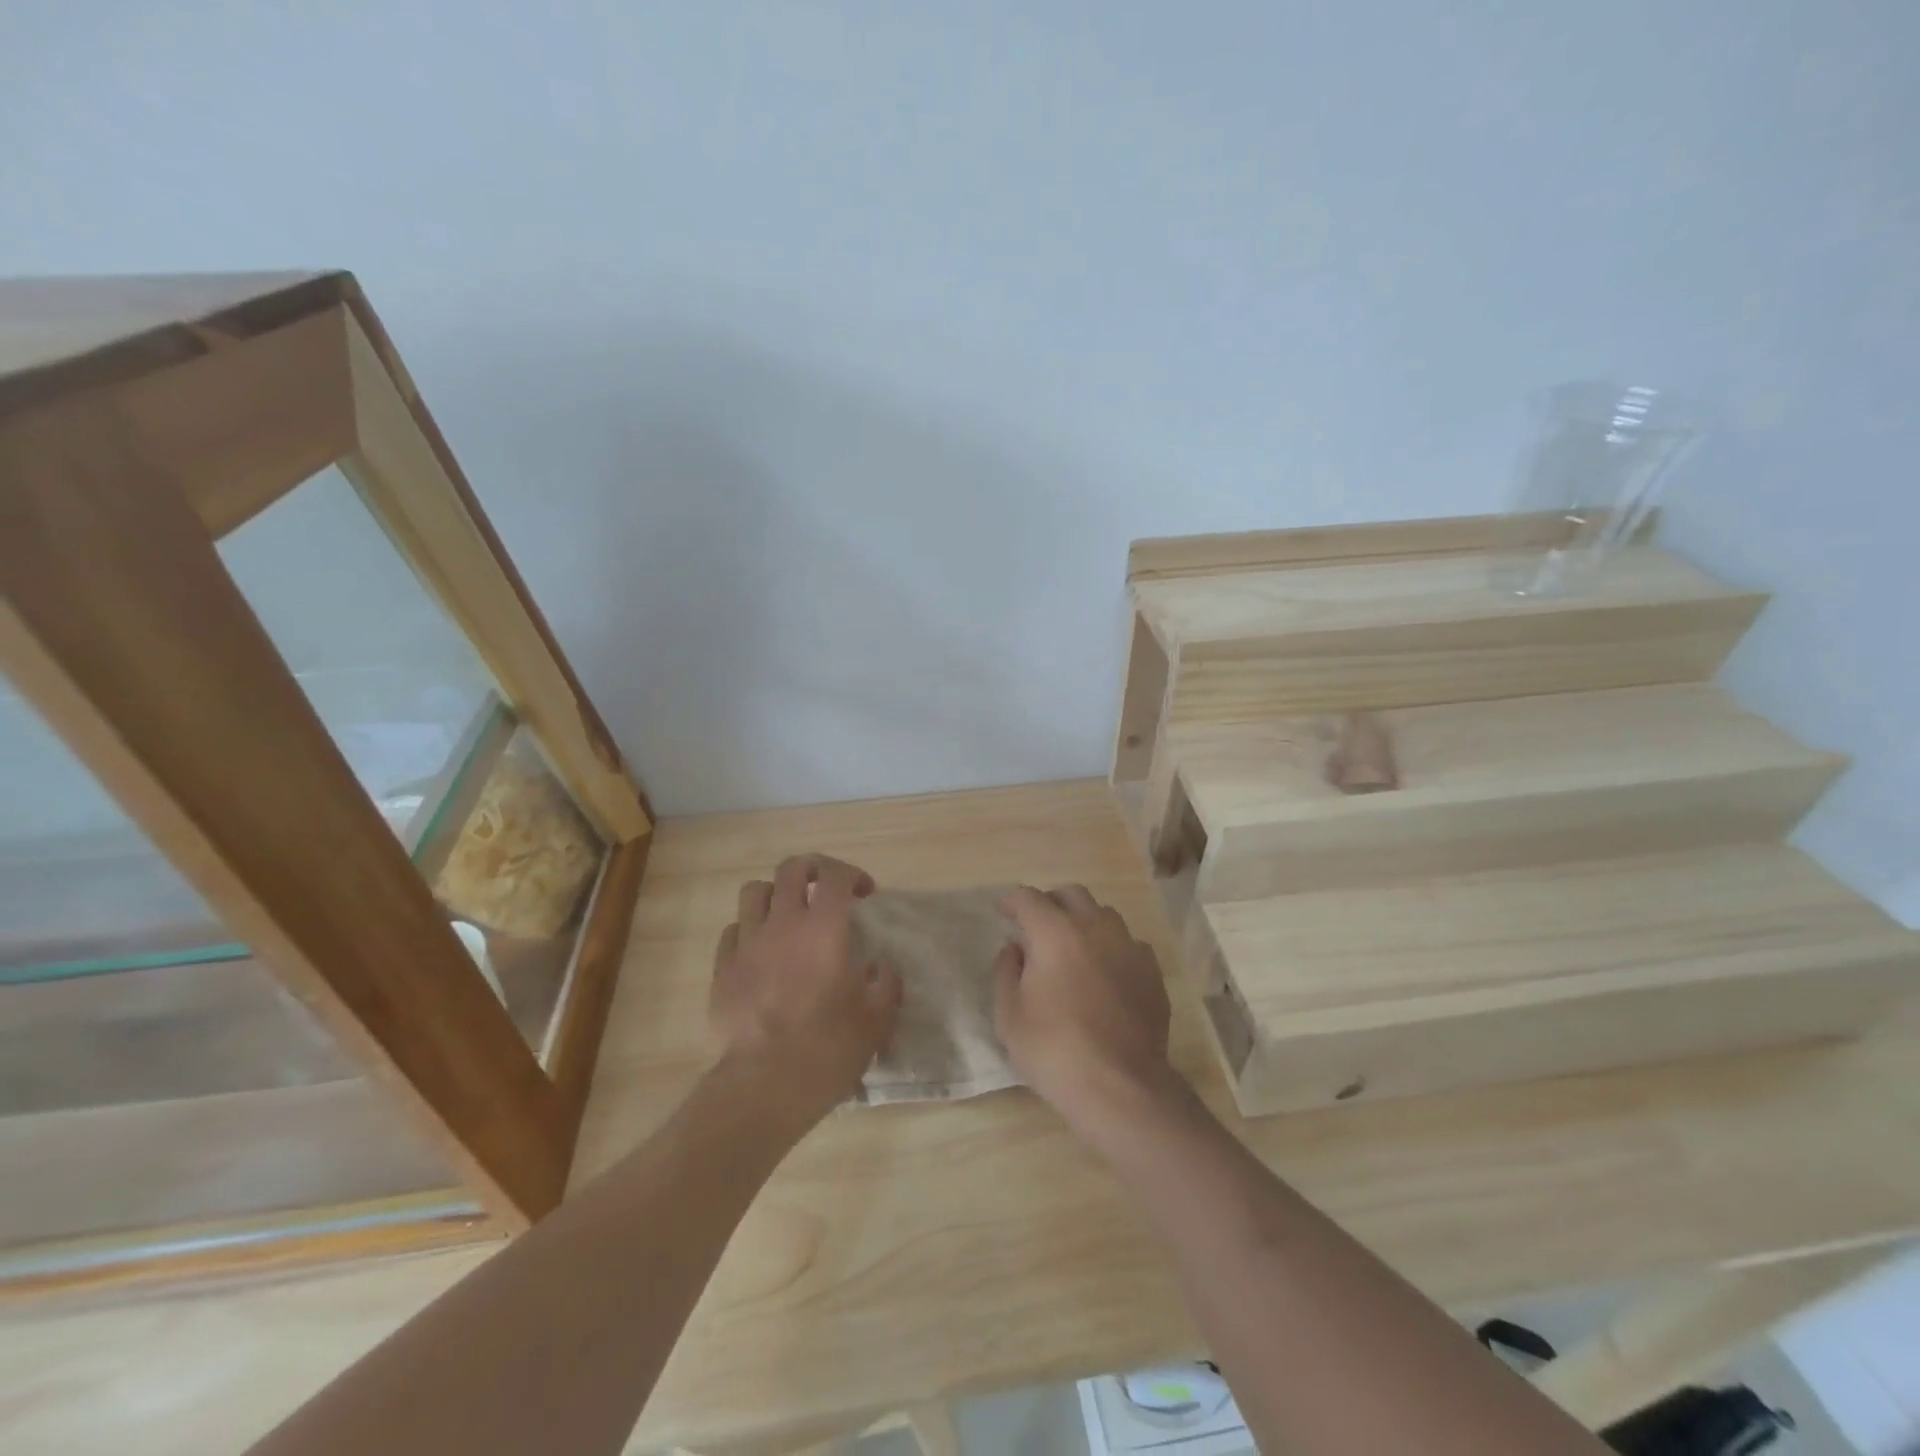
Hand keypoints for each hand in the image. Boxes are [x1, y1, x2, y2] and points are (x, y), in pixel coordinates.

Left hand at [709, 854, 901, 1127]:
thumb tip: (882, 968)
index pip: (835, 874)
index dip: (852, 874)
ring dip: (775, 894)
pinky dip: (749, 930)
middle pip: (791, 868)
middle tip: (825, 890)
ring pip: (754, 891)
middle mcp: (783, 924)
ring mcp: (747, 944)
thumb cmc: (828, 1048)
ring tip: (788, 915)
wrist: (763, 1086)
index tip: (864, 893)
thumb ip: (886, 984)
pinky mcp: (722, 970)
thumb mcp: (876, 1020)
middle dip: (812, 869)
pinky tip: (761, 952)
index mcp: (824, 928)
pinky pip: (733, 931)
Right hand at [992, 885, 1175, 1131]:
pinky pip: (1128, 944)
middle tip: (1036, 926)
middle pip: (1071, 894)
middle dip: (1050, 903)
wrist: (1121, 1087)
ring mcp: (1129, 947)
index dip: (1011, 902)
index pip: (1028, 898)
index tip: (1003, 912)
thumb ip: (1005, 972)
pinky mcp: (1152, 971)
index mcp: (1055, 933)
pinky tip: (1104, 973)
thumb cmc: (1054, 1050)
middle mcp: (1095, 928)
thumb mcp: (1009, 1016)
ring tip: (1072, 948)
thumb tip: (1015, 949)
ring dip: (1083, 921)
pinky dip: (1111, 948)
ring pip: (1104, 915)